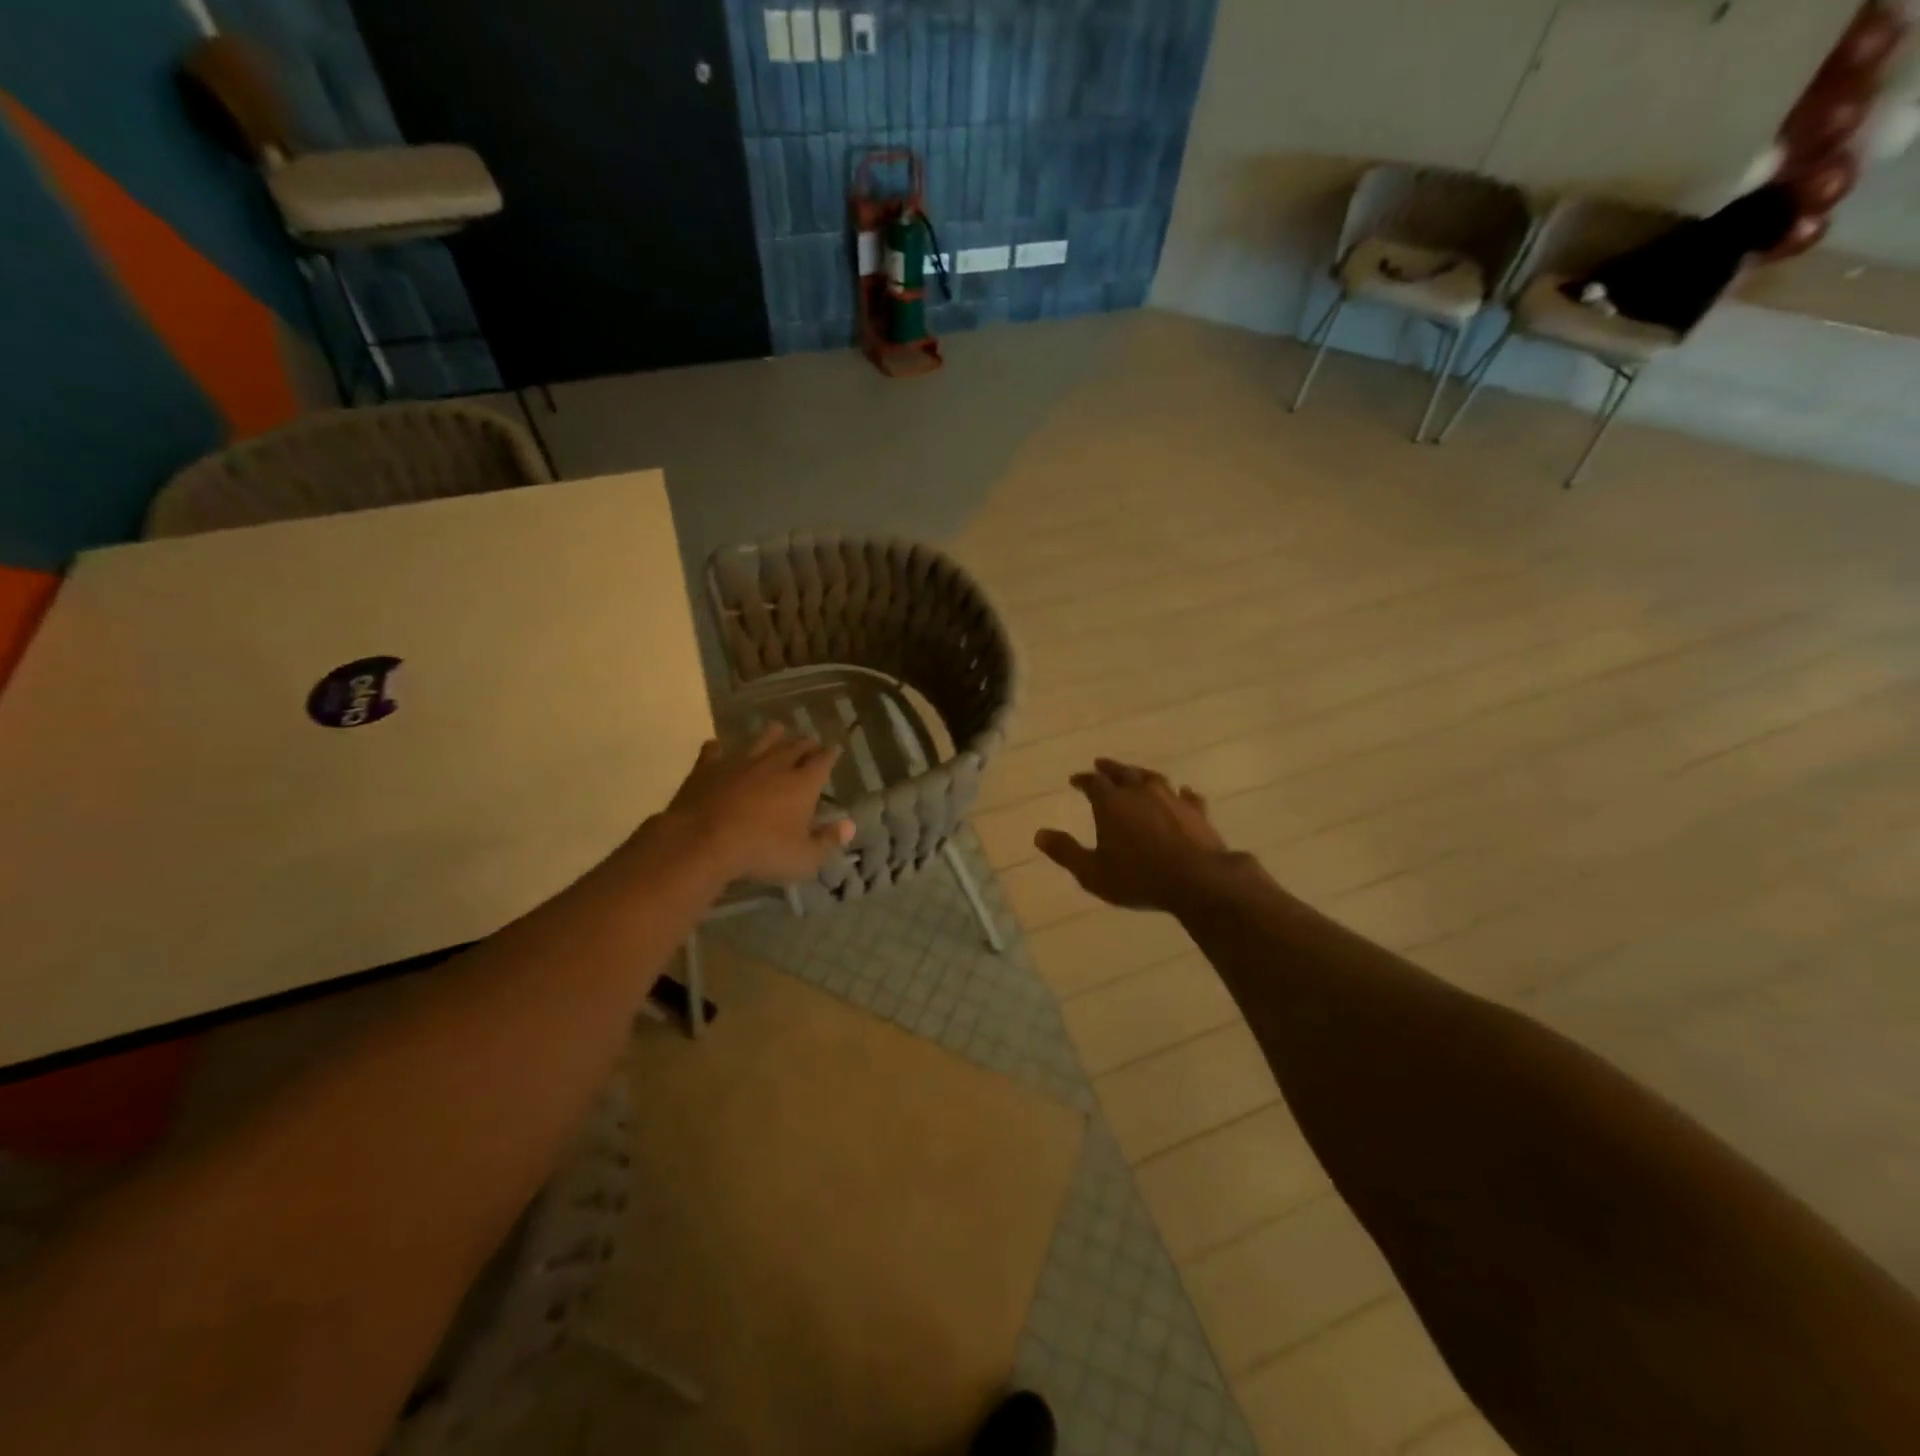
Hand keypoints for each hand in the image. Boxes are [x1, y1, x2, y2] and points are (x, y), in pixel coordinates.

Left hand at [662, 724, 852, 883]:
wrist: (703, 841)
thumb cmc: (762, 851)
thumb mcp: (804, 858)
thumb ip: (828, 841)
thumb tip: (849, 825)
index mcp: (802, 783)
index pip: (823, 761)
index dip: (830, 755)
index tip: (834, 750)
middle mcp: (775, 765)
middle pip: (795, 746)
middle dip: (806, 744)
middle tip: (811, 743)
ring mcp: (740, 763)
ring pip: (760, 741)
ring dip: (771, 735)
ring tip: (778, 729)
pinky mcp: (708, 768)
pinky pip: (714, 752)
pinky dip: (718, 748)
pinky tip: (717, 746)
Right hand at [1036, 759, 1236, 914]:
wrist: (1198, 880)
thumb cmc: (1139, 878)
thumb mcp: (1092, 872)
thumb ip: (1065, 852)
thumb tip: (1039, 834)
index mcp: (1112, 803)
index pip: (1093, 782)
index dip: (1083, 780)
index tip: (1075, 780)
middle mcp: (1140, 792)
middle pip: (1122, 772)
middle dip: (1109, 768)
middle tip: (1101, 764)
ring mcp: (1171, 798)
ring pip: (1153, 778)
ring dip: (1141, 774)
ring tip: (1136, 774)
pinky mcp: (1196, 811)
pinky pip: (1186, 795)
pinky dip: (1179, 793)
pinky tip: (1182, 793)